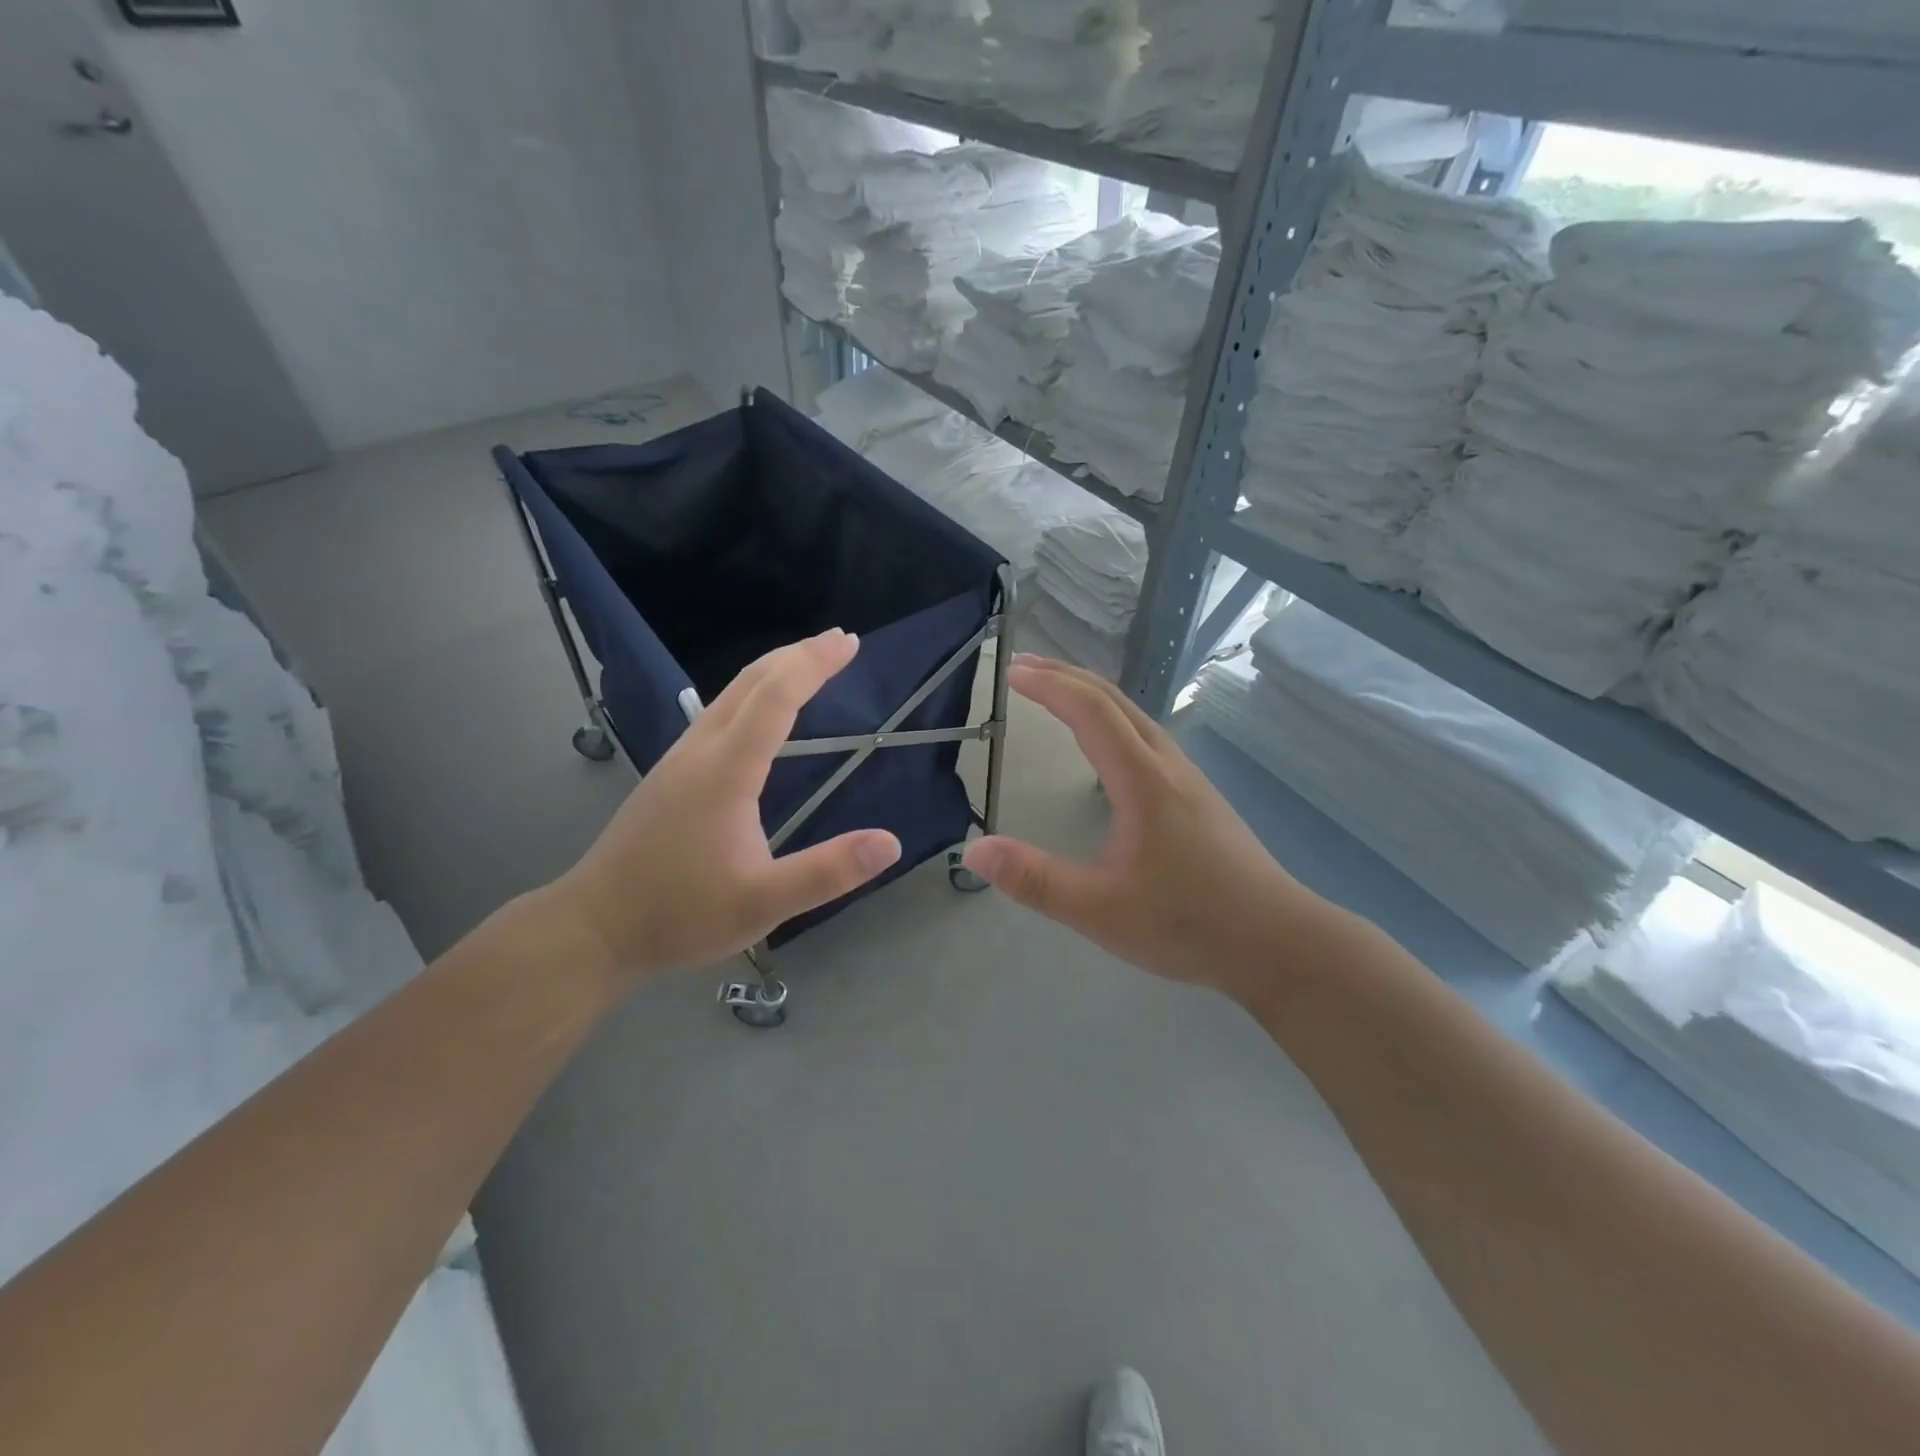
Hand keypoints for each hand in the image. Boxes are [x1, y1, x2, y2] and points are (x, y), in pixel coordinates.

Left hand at [544, 629, 900, 983]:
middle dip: (797, 655)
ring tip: (808, 664)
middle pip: (749, 683)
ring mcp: (679, 760)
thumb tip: (890, 842)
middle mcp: (700, 752)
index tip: (849, 643)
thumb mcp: (762, 903)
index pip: (775, 699)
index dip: (814, 665)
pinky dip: (752, 695)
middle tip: (840, 641)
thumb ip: (827, 873)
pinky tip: (762, 714)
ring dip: (773, 671)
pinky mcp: (670, 775)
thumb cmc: (680, 914)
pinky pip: (718, 714)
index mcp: (725, 772)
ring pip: (729, 695)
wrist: (594, 927)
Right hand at [961, 656, 1322, 997]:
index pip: (1089, 711)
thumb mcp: (1100, 910)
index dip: (1048, 685)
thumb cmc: (1188, 923)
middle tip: (1023, 666)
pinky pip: (1146, 735)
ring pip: (1134, 715)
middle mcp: (1167, 765)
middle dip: (1066, 675)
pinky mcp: (1197, 796)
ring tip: (1056, 692)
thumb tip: (973, 850)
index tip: (1009, 672)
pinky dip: (1112, 718)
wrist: (1277, 941)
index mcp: (1143, 780)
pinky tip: (1105, 744)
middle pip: (1114, 700)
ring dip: (1091, 694)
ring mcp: (1187, 778)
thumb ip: (1036, 880)